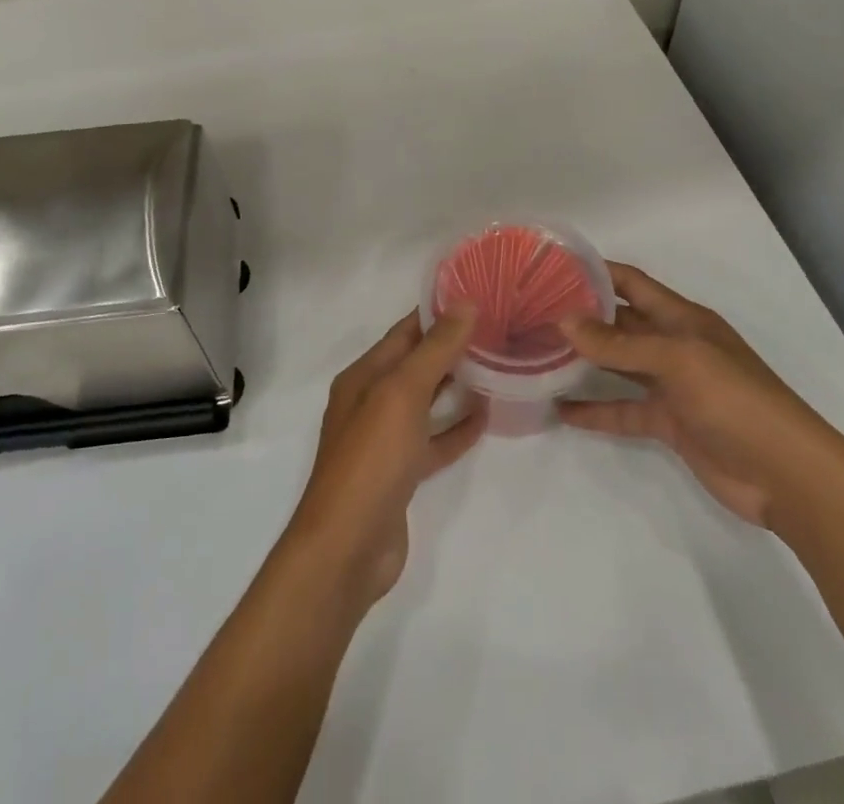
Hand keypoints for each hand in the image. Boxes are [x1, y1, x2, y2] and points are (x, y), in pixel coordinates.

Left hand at [283, 310, 486, 606]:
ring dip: (454, 385)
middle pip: (414, 364)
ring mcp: (385, 440)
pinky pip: (432, 440)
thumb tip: (465, 303)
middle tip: (496, 329)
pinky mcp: (400, 474)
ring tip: (495, 366)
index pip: (403, 332)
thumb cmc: (371, 458)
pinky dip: (455, 429)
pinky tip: (484, 418)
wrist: (348, 547)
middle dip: (450, 346)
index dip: (436, 313)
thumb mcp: (402, 392)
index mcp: (363, 376)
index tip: (476, 296)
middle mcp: (370, 401)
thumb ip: (435, 349)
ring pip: (425, 402)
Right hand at [557, 263, 843, 530]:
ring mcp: (671, 386)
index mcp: (682, 319)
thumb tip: (564, 321)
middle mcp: (673, 345)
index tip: (554, 266)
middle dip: (582, 316)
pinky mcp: (669, 423)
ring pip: (617, 365)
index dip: (597, 271)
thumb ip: (620, 344)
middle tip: (533, 312)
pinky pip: (623, 410)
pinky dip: (595, 410)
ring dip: (583, 360)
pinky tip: (561, 411)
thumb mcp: (678, 361)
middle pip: (620, 323)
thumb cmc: (736, 401)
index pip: (632, 283)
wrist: (787, 476)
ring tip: (537, 354)